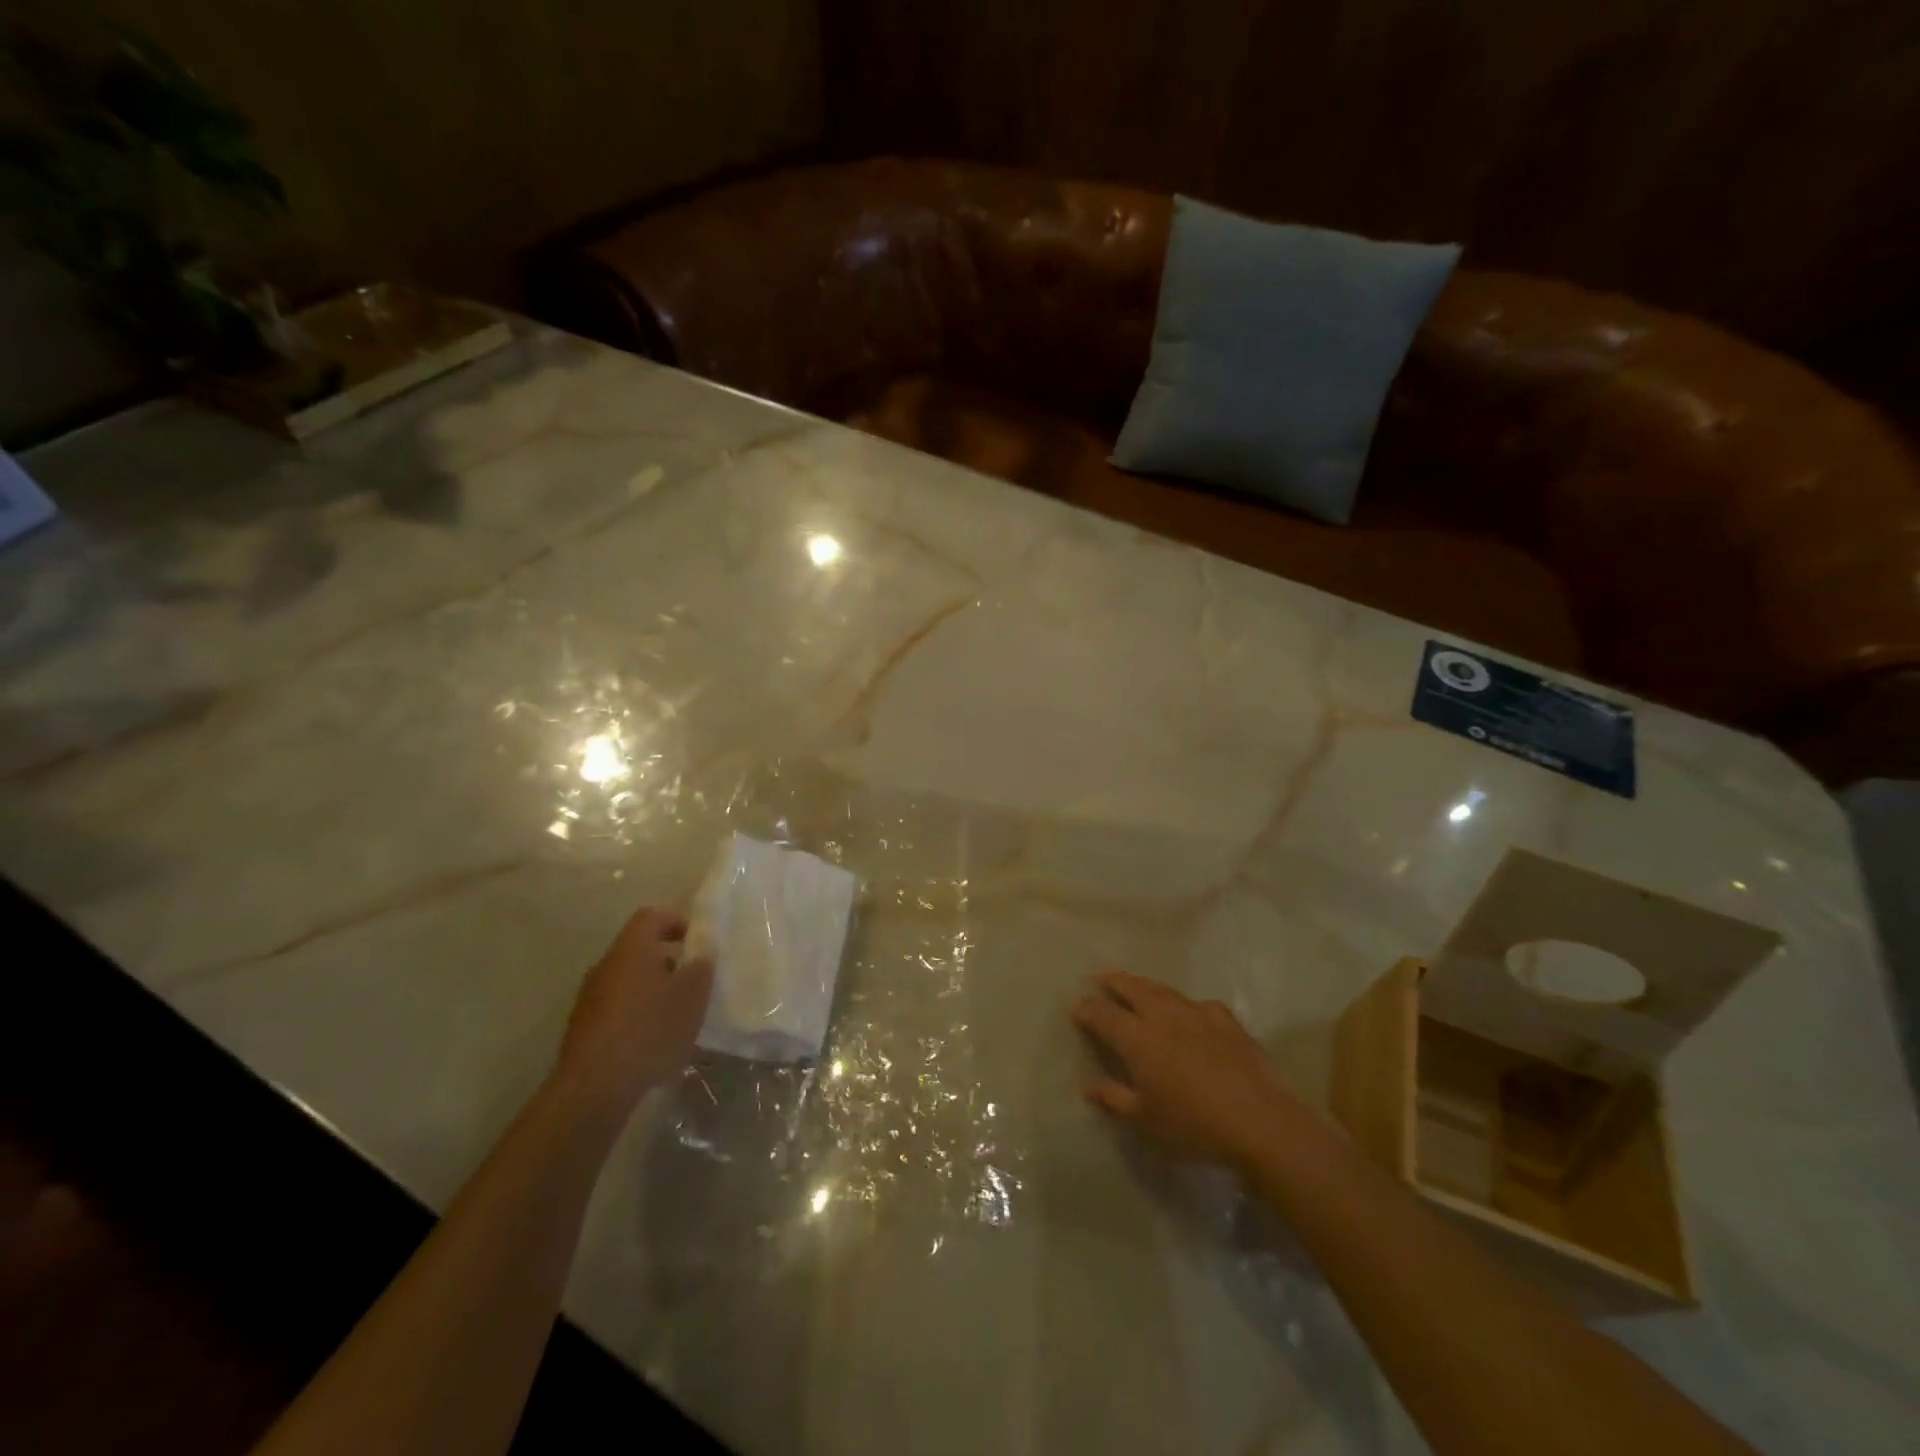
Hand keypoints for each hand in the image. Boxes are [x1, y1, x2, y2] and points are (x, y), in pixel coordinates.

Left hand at [554, 907, 713, 1116]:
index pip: (652, 916)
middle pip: (639, 950)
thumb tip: (702, 954)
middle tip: (693, 979)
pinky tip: (655, 1041)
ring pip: (628, 980)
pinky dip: (638, 1014)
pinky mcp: (584, 1029)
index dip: (676, 921)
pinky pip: (617, 1008)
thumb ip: (701, 969)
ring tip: (678, 1014)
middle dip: (669, 960)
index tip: (697, 940)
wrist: (594, 1088)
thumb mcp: (691, 997)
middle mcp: (605, 966)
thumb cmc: (649, 1029)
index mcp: (631, 949)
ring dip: (654, 989)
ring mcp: (590, 998)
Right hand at [1070, 972, 1301, 1168]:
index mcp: (1138, 1038)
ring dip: (1144, 985)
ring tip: (1136, 985)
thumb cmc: (1193, 1125)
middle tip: (1101, 978)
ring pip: (1163, 990)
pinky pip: (1198, 1004)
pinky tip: (1189, 1013)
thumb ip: (1115, 1099)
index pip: (1104, 1015)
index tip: (1075, 1007)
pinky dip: (1184, 1004)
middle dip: (1113, 981)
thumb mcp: (1146, 1120)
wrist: (1259, 1121)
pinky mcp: (1226, 1020)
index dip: (1087, 1009)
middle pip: (1132, 988)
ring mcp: (1197, 1013)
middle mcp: (1163, 1016)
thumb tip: (1088, 1087)